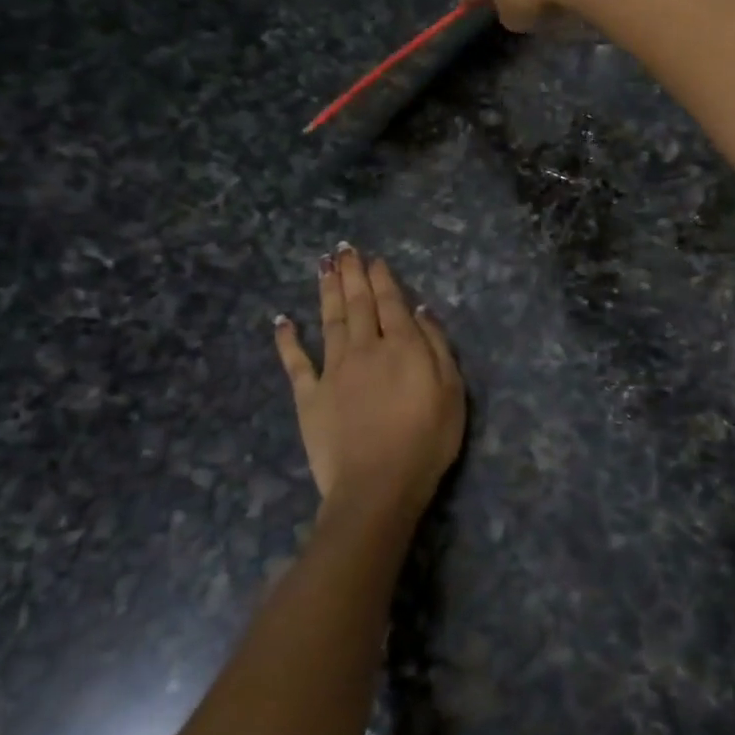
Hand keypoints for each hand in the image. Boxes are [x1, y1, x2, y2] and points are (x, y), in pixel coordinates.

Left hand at [274, 246, 465, 525]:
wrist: (378, 485)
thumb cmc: (426, 440)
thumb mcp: (451, 391)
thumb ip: (436, 346)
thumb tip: (421, 310)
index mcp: (402, 345)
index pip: (391, 302)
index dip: (382, 278)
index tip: (374, 258)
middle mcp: (365, 348)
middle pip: (357, 303)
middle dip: (352, 273)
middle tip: (343, 248)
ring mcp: (333, 370)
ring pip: (329, 321)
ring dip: (326, 291)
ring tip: (323, 266)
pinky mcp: (309, 396)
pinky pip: (295, 362)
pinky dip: (288, 339)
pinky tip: (282, 320)